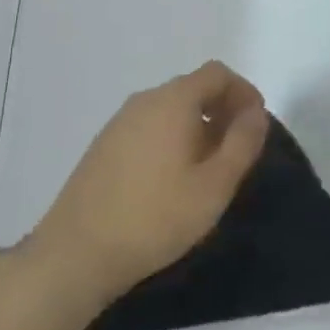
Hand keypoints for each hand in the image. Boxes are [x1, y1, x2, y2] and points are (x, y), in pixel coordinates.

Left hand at [23, 61, 268, 319]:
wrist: (73, 255)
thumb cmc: (154, 218)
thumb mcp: (214, 186)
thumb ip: (242, 143)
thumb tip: (256, 113)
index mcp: (174, 100)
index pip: (217, 73)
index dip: (243, 92)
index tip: (256, 124)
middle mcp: (145, 100)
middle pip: (193, 88)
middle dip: (221, 109)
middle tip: (236, 149)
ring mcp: (119, 122)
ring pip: (169, 109)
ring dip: (196, 126)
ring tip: (206, 168)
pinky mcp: (103, 146)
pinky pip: (148, 127)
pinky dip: (170, 139)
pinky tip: (170, 180)